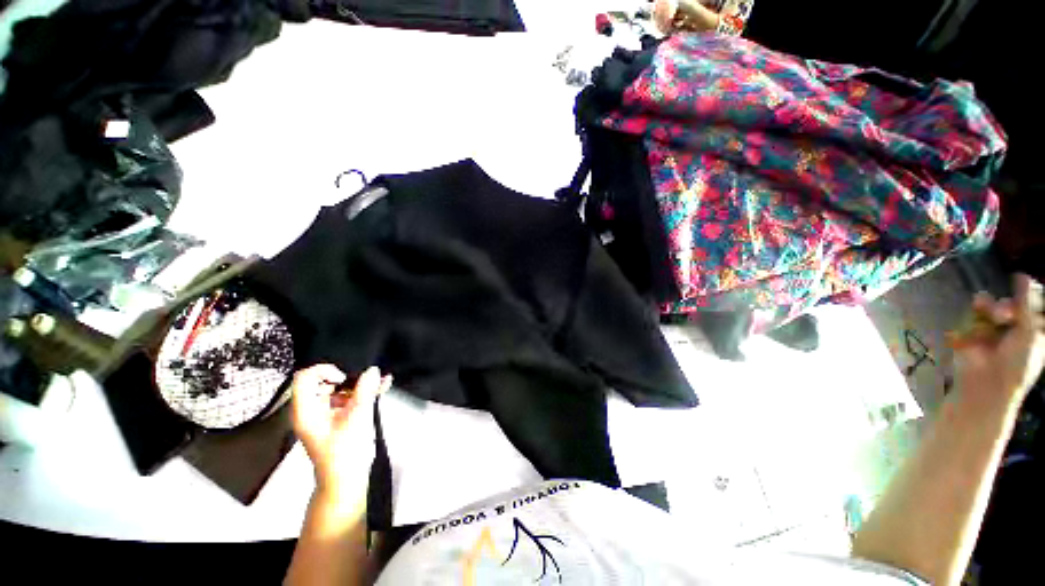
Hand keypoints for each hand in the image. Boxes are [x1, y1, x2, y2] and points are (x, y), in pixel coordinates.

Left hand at [291, 364, 391, 495]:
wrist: (347, 480)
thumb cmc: (345, 450)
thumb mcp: (357, 417)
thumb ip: (365, 391)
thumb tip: (373, 370)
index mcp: (306, 410)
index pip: (305, 377)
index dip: (324, 371)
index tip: (344, 379)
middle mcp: (312, 409)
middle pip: (324, 381)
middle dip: (348, 378)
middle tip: (366, 381)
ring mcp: (326, 414)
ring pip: (340, 389)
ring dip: (361, 384)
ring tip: (382, 382)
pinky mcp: (339, 418)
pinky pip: (349, 398)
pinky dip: (364, 392)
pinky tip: (383, 386)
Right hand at [953, 274, 1044, 411]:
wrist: (986, 383)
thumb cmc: (1017, 363)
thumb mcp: (1029, 332)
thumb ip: (1027, 303)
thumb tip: (1022, 276)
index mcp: (1035, 328)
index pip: (1035, 301)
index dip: (1031, 293)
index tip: (1026, 285)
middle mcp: (1016, 325)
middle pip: (1014, 301)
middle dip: (1009, 306)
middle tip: (1006, 315)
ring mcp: (994, 328)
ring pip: (992, 304)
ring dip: (992, 308)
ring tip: (992, 318)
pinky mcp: (973, 329)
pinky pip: (973, 313)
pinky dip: (975, 316)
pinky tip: (975, 323)